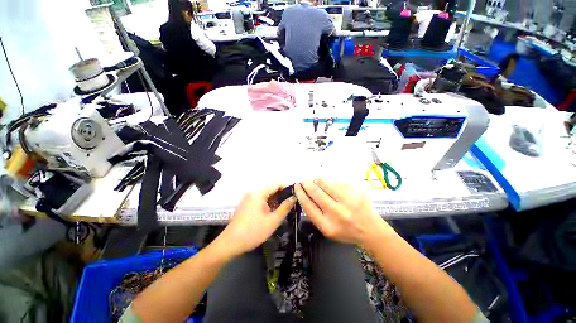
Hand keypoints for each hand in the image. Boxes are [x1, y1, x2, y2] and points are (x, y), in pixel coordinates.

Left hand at [215, 184, 295, 258]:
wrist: (230, 244)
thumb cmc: (253, 232)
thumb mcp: (273, 221)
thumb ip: (285, 207)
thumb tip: (294, 197)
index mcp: (259, 193)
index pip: (277, 184)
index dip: (288, 188)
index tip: (296, 196)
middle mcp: (253, 192)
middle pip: (271, 189)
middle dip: (282, 195)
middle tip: (292, 205)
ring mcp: (248, 198)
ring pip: (266, 195)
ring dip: (276, 200)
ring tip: (284, 209)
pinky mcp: (246, 205)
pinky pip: (260, 200)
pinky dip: (268, 204)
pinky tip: (273, 212)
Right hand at [294, 178, 394, 246]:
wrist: (371, 230)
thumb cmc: (346, 232)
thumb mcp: (327, 230)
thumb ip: (316, 215)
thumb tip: (306, 196)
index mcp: (328, 225)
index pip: (308, 206)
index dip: (301, 194)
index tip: (297, 187)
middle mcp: (337, 213)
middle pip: (316, 193)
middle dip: (307, 184)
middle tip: (303, 180)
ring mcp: (348, 201)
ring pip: (327, 184)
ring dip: (318, 180)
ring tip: (315, 179)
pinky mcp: (356, 192)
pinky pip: (338, 183)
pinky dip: (331, 182)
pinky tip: (330, 184)